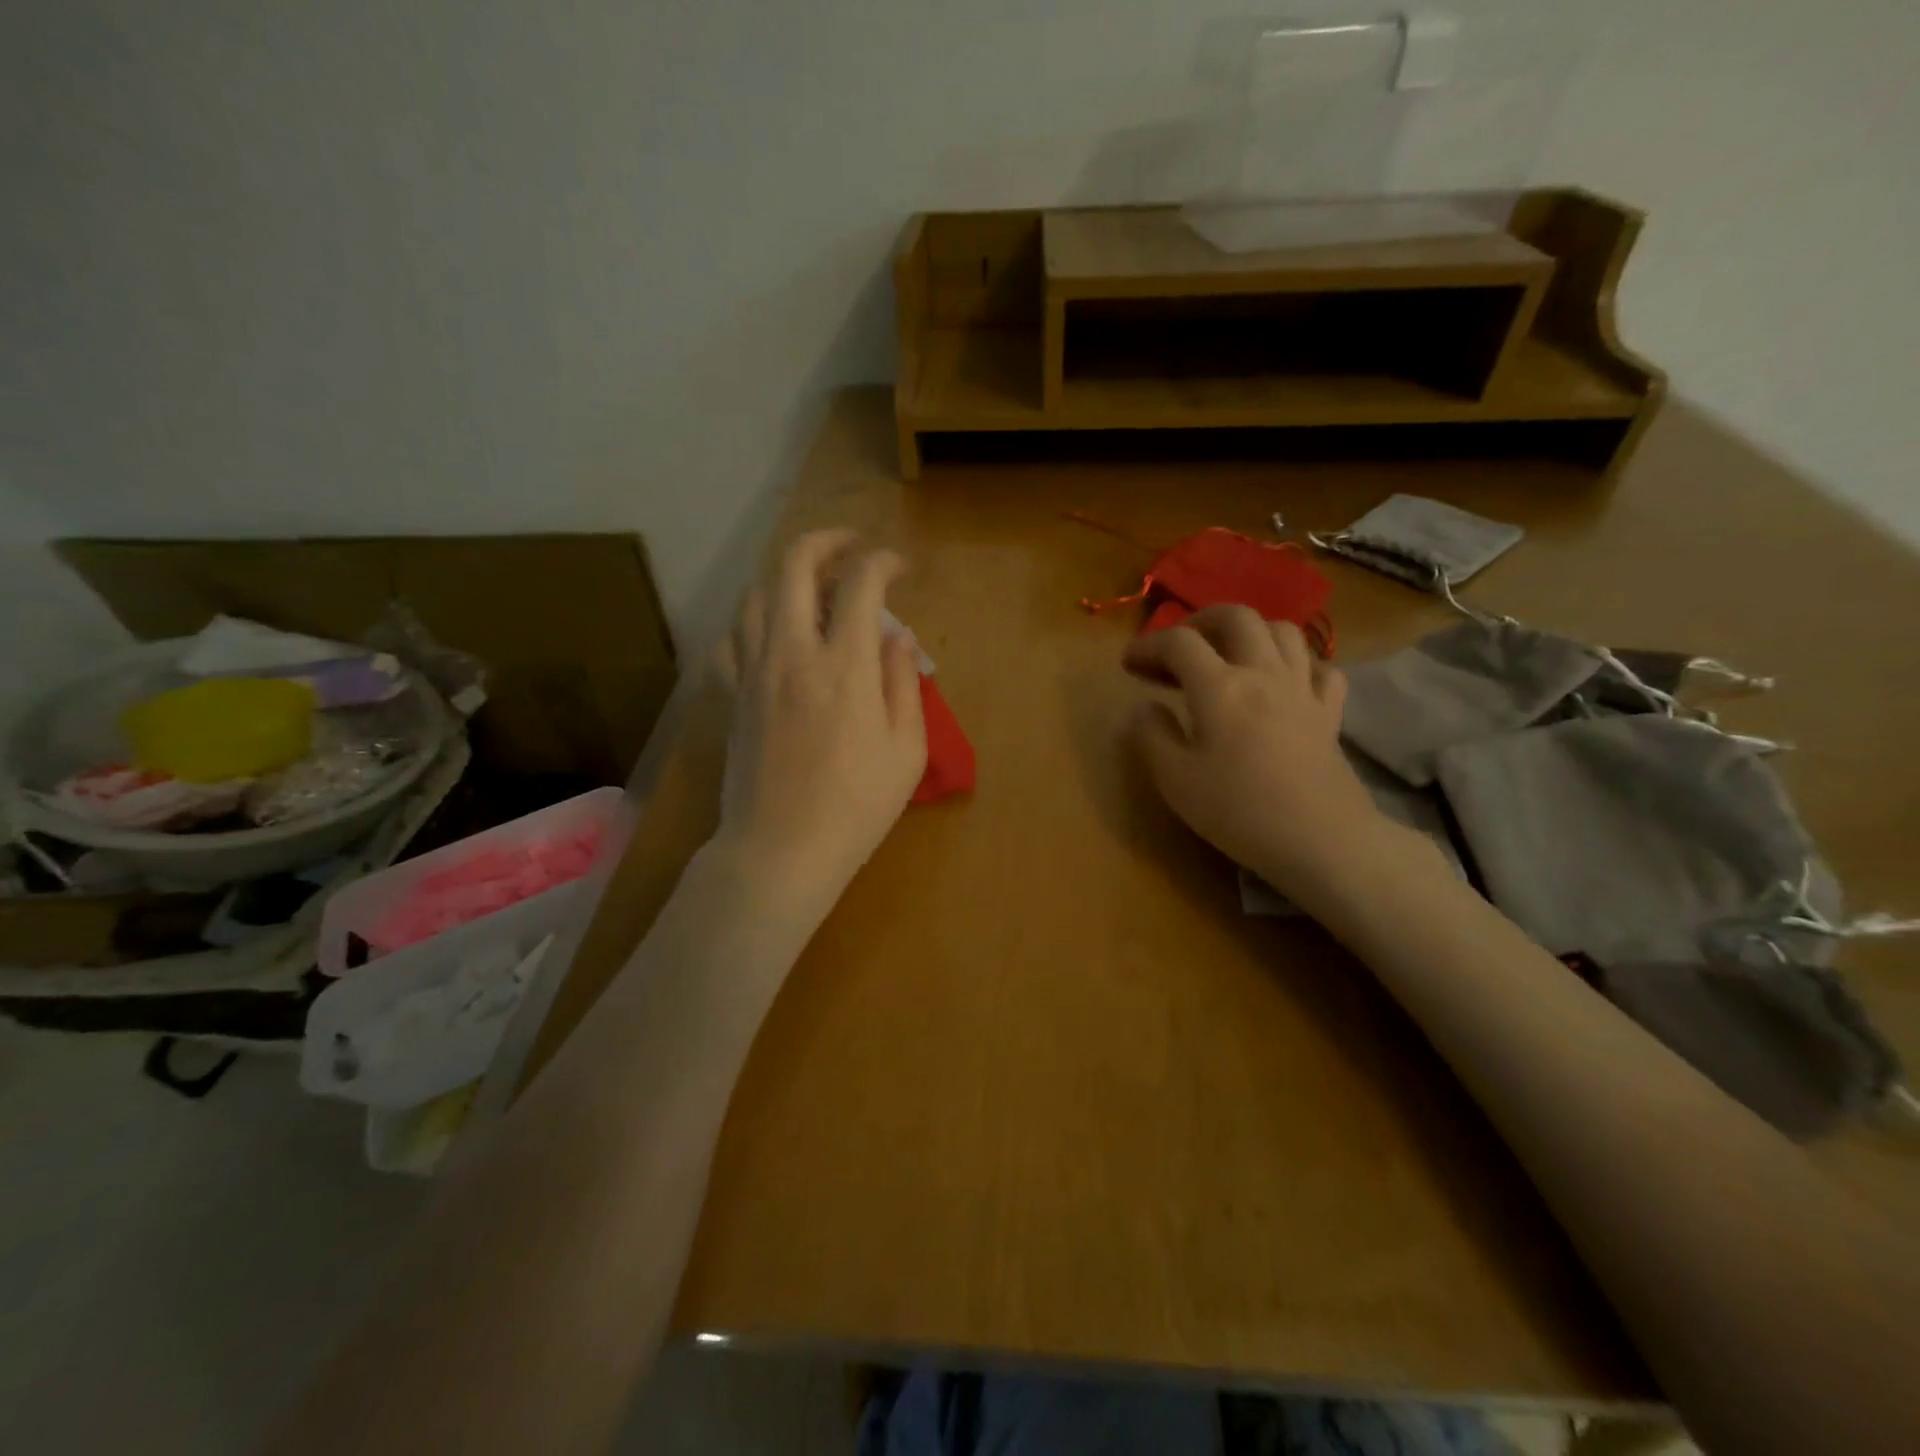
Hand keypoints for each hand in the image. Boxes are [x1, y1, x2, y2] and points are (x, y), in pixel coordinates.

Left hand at [714, 530, 926, 924]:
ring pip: (757, 593)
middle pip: (795, 565)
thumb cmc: (856, 807)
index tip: (899, 569)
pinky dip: (754, 621)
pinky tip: (772, 634)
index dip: (883, 562)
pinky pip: (732, 638)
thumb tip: (897, 637)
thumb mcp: (906, 750)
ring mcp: (754, 671)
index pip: (860, 583)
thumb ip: (903, 684)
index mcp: (845, 666)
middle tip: (852, 549)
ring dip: (788, 576)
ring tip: (814, 587)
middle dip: (827, 541)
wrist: (780, 850)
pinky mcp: (732, 695)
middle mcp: (793, 652)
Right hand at [1124, 606, 1382, 899]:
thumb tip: (1144, 708)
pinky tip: (1284, 681)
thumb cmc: (1239, 811)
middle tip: (1179, 646)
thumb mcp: (1175, 780)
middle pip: (1236, 617)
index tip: (1128, 665)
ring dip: (1250, 632)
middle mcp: (1263, 673)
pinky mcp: (1331, 712)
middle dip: (1200, 621)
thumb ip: (1152, 736)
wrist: (1320, 840)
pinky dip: (1299, 664)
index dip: (1147, 645)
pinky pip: (1321, 667)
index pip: (1178, 643)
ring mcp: (1303, 689)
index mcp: (1220, 687)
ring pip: (1283, 631)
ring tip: (1229, 655)